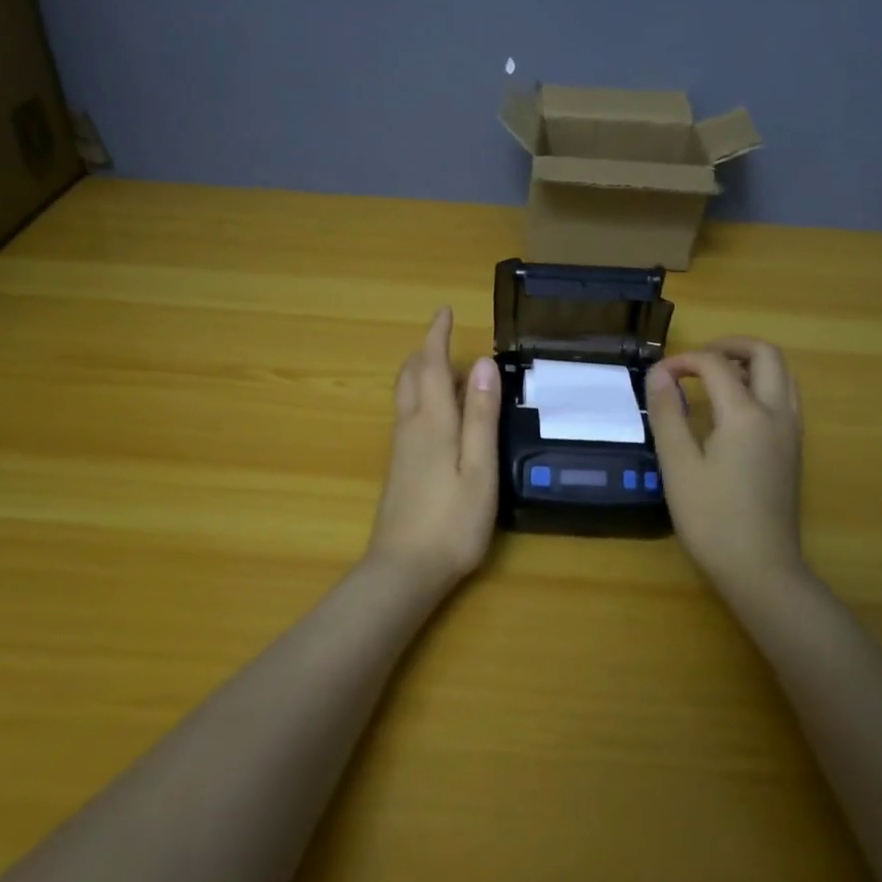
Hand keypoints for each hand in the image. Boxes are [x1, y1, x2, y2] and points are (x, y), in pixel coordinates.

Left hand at [365, 308, 500, 582]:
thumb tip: (482, 364)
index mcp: (432, 422)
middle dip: (425, 351)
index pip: (430, 365)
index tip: (444, 311)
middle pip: (411, 376)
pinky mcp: (399, 467)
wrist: (403, 570)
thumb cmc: (452, 521)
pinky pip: (408, 414)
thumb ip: (481, 416)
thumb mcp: (479, 468)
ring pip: (405, 395)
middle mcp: (410, 427)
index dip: (436, 336)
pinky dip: (421, 395)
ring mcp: (400, 448)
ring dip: (421, 372)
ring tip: (446, 368)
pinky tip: (438, 412)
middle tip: (445, 337)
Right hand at [645, 336, 804, 589]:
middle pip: (765, 355)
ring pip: (782, 375)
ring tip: (715, 377)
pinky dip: (762, 385)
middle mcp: (777, 414)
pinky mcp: (794, 450)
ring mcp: (791, 432)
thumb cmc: (712, 519)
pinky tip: (734, 409)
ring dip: (750, 363)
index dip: (683, 361)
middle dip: (730, 346)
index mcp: (746, 414)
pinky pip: (785, 397)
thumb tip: (659, 374)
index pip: (716, 365)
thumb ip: (668, 414)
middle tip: (697, 359)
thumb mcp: (679, 465)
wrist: (761, 569)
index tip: (658, 377)